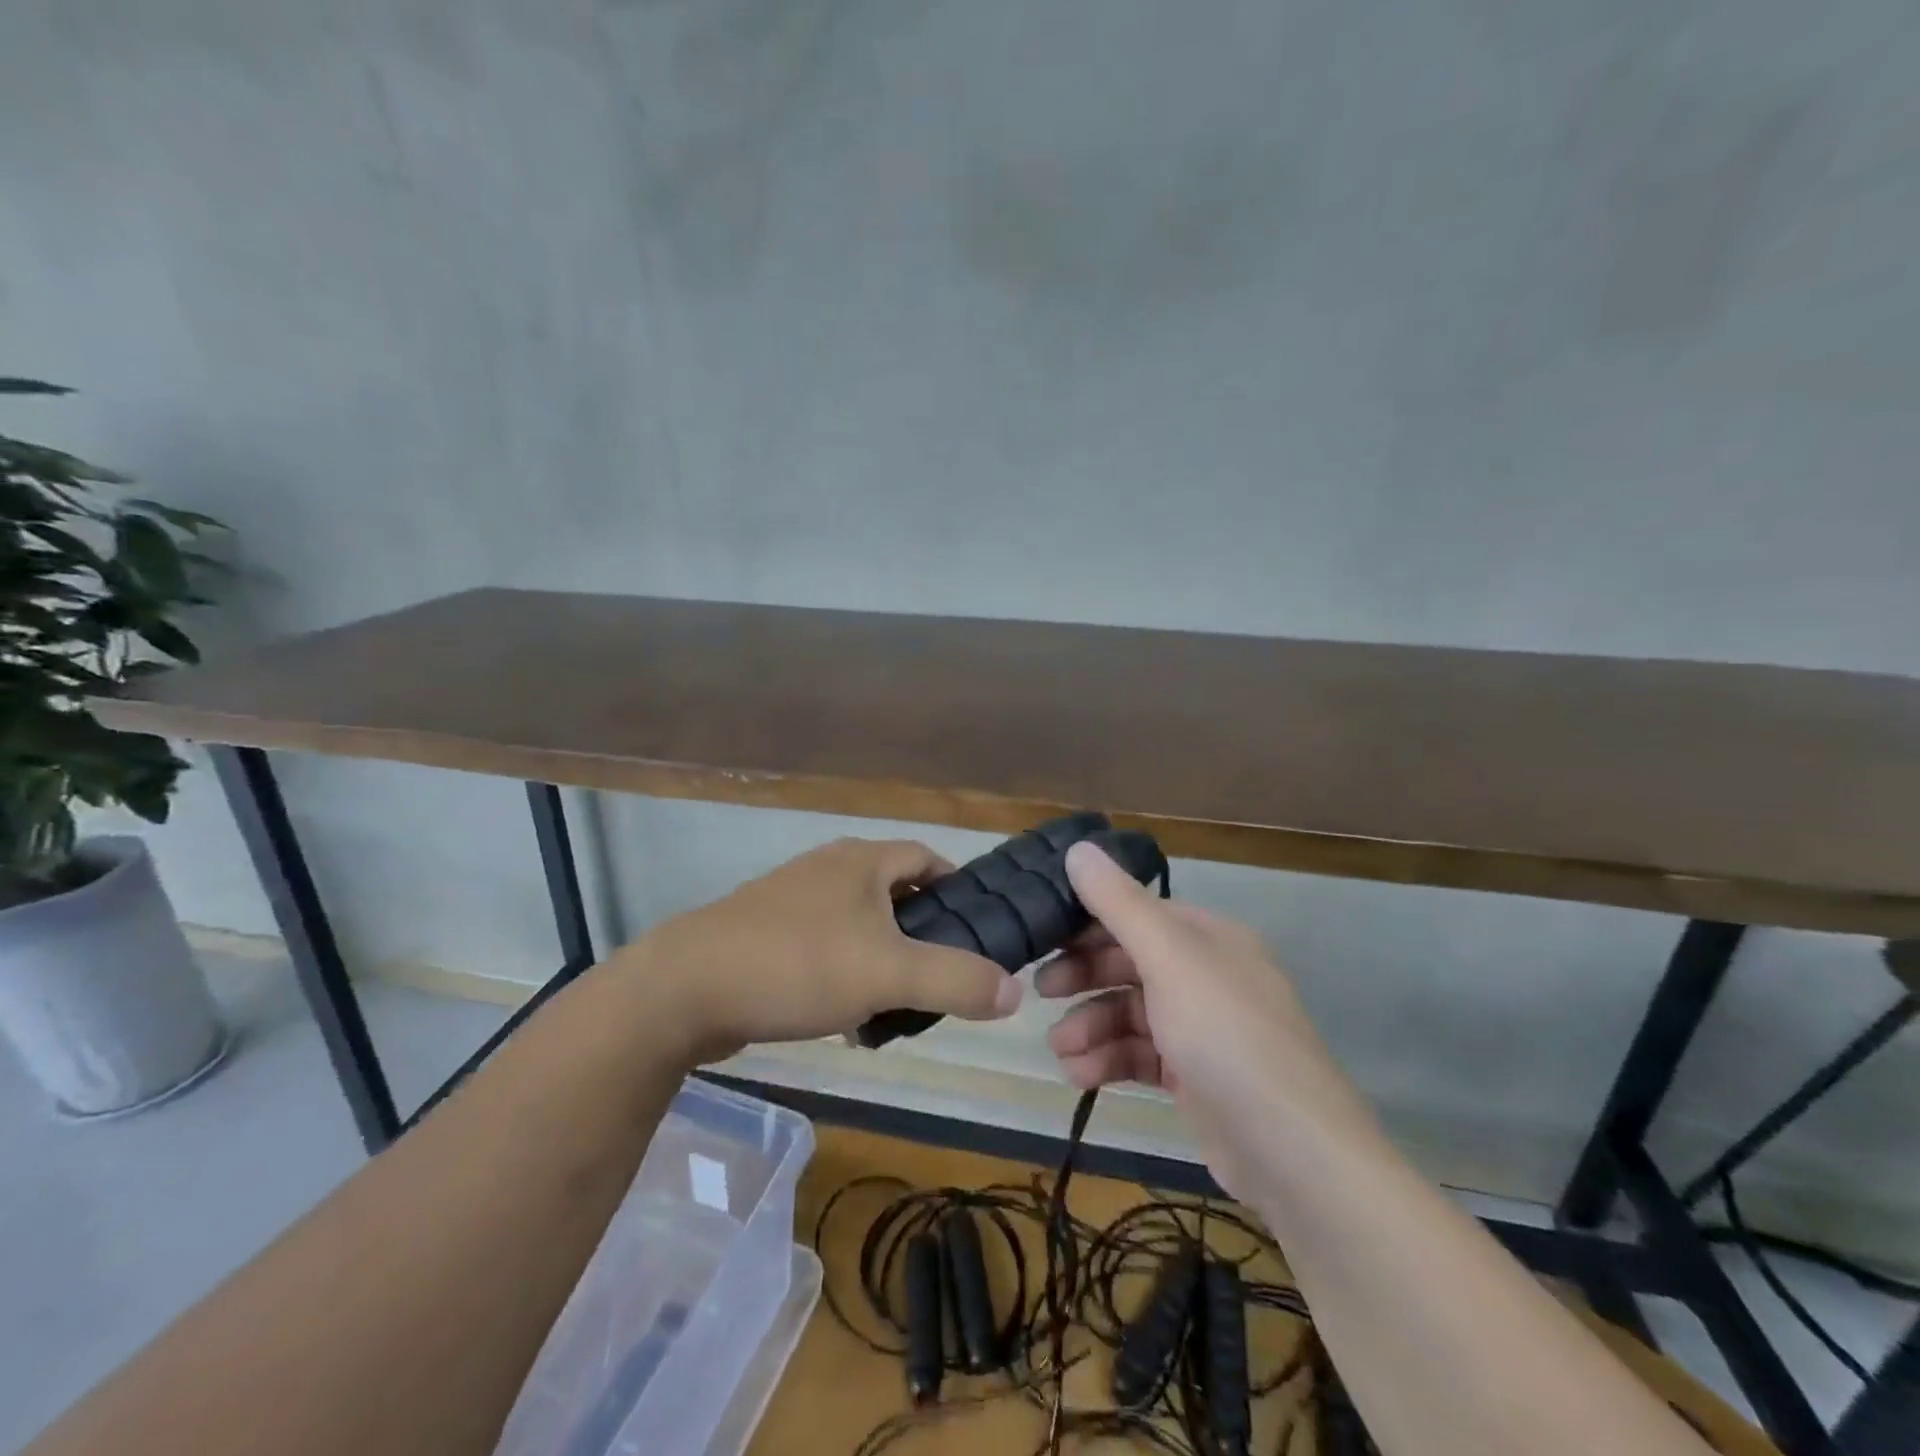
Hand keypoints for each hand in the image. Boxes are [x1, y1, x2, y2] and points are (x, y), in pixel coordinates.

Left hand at [622, 837, 1021, 1061]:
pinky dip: (844, 975)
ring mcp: (791, 900)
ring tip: (897, 1007)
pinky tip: (844, 1020)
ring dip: (882, 960)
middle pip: (894, 893)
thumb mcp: (889, 974)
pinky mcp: (764, 934)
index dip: (958, 889)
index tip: (978, 930)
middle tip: (943, 978)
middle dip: (922, 933)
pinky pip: (823, 949)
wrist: (684, 990)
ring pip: (858, 925)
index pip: (928, 858)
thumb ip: (957, 980)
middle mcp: (828, 869)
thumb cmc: (797, 964)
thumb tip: (1014, 992)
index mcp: (862, 861)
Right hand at [1036, 842, 1373, 1201]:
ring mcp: (1202, 1028)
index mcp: (1209, 937)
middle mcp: (1207, 975)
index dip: (1089, 921)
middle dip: (1084, 977)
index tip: (1043, 936)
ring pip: (1130, 1013)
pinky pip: (1140, 1054)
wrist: (1291, 1151)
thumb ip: (1119, 904)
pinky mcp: (1194, 1077)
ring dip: (1091, 1027)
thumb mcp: (1169, 958)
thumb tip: (1078, 847)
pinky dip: (1108, 1061)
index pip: (1137, 913)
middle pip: (1130, 962)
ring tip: (1061, 1051)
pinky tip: (1079, 1075)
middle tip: (1041, 991)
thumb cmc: (1225, 1035)